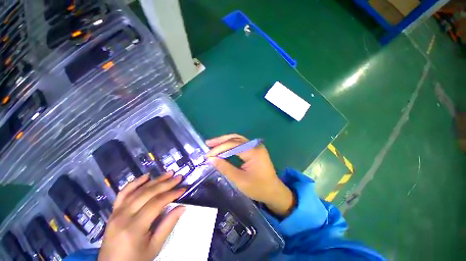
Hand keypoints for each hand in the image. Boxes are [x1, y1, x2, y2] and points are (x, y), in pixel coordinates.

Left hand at [98, 173, 185, 260]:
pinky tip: (146, 176)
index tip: (183, 189)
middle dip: (166, 183)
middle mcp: (123, 216)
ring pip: (137, 190)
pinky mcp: (113, 211)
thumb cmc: (135, 260)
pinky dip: (135, 183)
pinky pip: (123, 193)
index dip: (172, 194)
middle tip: (179, 177)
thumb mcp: (154, 247)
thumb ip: (168, 225)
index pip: (156, 203)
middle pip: (148, 193)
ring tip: (168, 173)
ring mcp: (116, 212)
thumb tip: (182, 207)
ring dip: (155, 180)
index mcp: (134, 227)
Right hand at [206, 134, 294, 216]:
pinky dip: (231, 145)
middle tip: (208, 143)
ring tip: (213, 144)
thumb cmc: (258, 188)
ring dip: (225, 141)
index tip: (208, 155)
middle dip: (221, 141)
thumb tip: (211, 159)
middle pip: (235, 138)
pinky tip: (223, 148)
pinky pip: (240, 144)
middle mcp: (255, 145)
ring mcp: (255, 146)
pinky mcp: (254, 150)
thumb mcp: (239, 180)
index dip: (219, 149)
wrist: (274, 191)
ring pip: (237, 139)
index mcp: (253, 151)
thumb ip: (225, 168)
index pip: (232, 145)